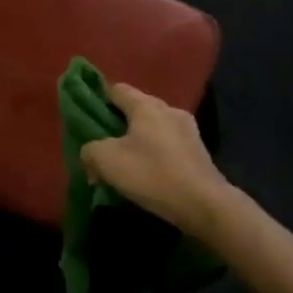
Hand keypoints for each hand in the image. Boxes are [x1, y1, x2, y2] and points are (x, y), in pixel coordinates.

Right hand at [79, 84, 235, 239]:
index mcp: (146, 106)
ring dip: (139, 139)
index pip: (117, 89)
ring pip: (154, 127)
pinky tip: (149, 172)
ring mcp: (188, 130)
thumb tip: (91, 154)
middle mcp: (169, 110)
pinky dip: (155, 153)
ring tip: (126, 161)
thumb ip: (90, 150)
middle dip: (119, 122)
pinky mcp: (198, 151)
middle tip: (104, 143)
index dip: (100, 98)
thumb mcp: (107, 161)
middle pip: (137, 108)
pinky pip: (168, 144)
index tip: (88, 114)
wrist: (204, 204)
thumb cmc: (152, 174)